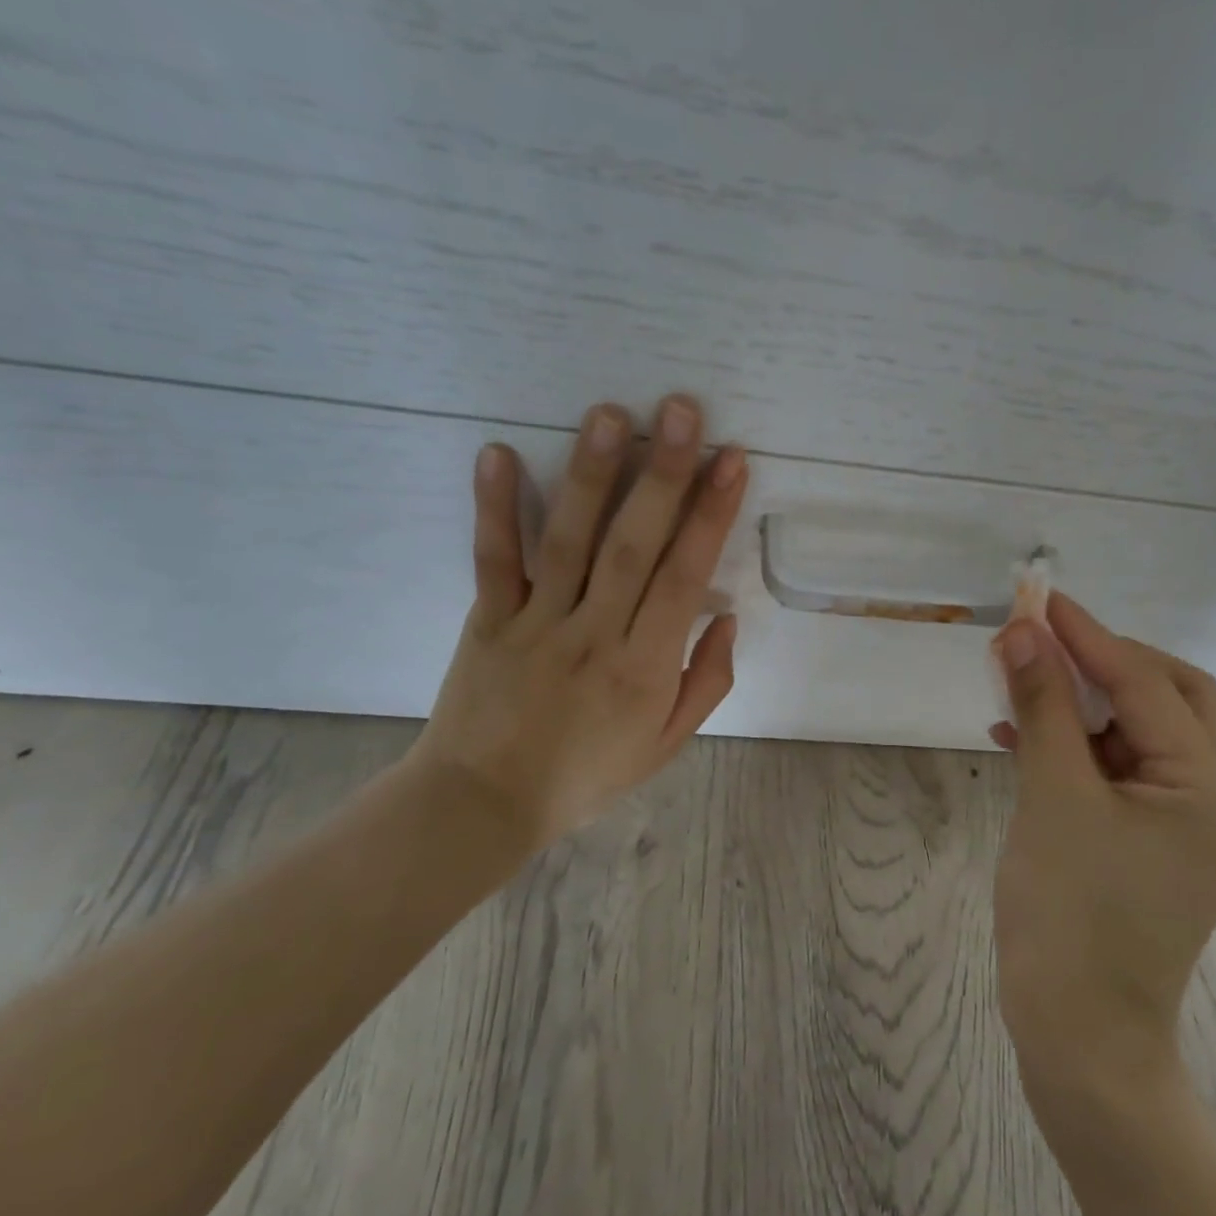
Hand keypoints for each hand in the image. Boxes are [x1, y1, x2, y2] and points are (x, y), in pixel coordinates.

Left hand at [405, 394, 747, 869]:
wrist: (484, 804)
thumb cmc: (586, 773)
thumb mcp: (666, 743)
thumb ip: (706, 681)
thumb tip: (726, 614)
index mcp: (645, 667)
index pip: (684, 577)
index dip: (710, 516)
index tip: (731, 461)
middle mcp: (594, 634)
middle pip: (634, 546)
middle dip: (663, 475)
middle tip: (681, 411)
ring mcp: (537, 623)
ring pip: (569, 541)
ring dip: (592, 475)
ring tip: (611, 414)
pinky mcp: (488, 619)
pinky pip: (494, 560)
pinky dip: (494, 507)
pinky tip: (500, 453)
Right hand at [988, 593, 1215, 1128]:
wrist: (1079, 1036)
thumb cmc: (1070, 915)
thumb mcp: (1052, 797)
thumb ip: (1042, 706)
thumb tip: (1021, 632)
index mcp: (1207, 788)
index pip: (1146, 684)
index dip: (1088, 636)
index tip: (1040, 599)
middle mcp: (1212, 799)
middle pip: (1168, 698)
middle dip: (1105, 662)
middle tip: (1047, 641)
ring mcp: (1184, 826)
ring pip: (1139, 734)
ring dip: (1084, 704)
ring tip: (1022, 683)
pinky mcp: (1151, 845)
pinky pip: (1118, 773)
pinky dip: (1076, 748)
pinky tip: (1021, 739)